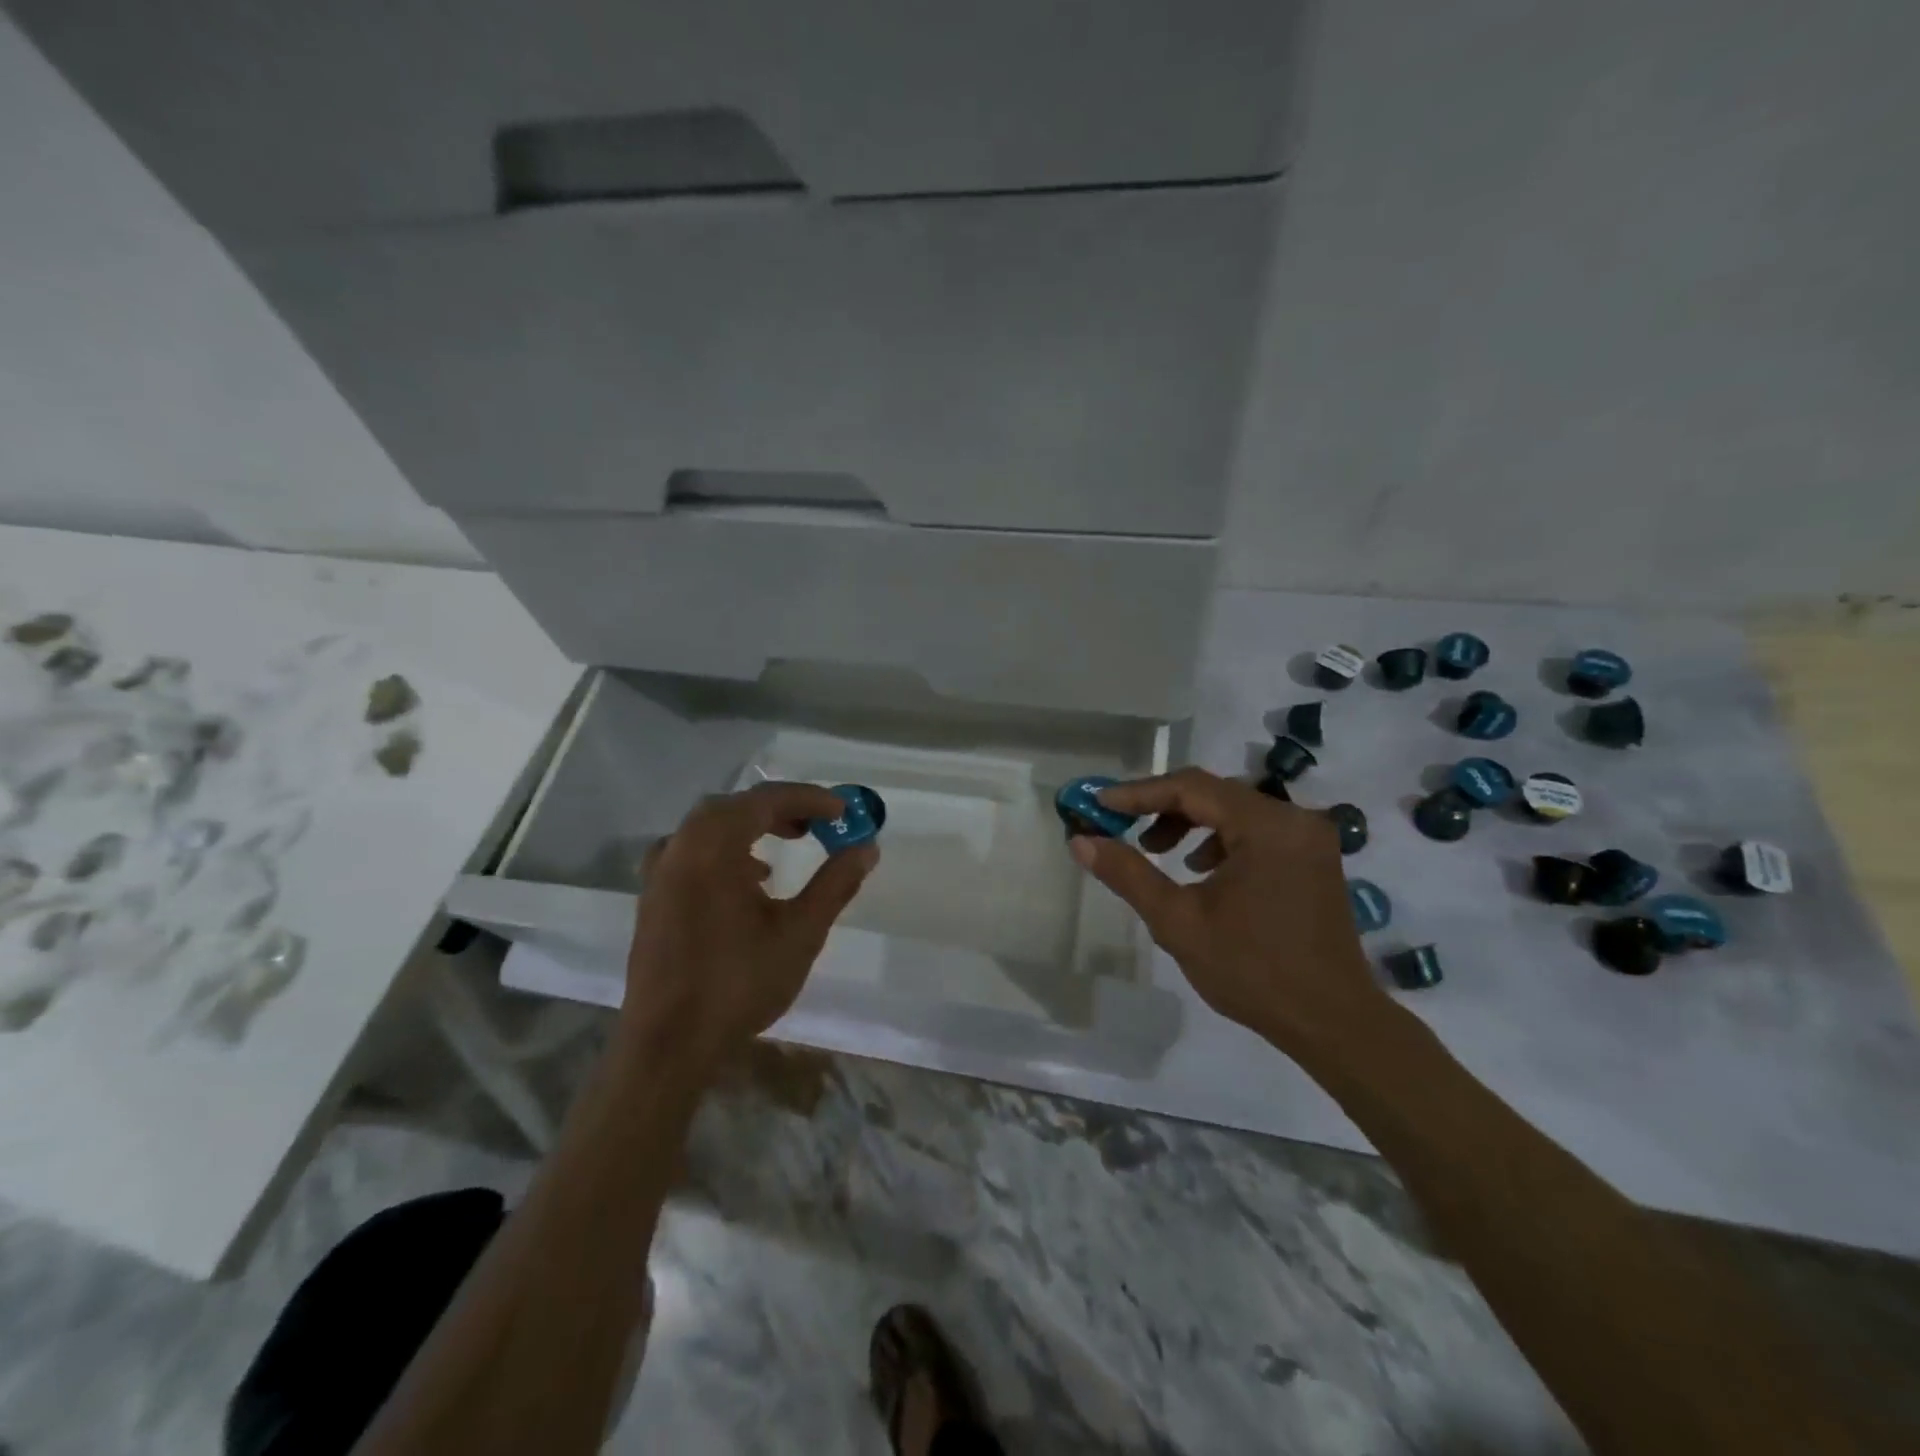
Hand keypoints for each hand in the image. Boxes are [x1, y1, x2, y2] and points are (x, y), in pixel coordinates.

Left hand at [621, 781, 877, 1074]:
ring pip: (710, 827)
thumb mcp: (800, 933)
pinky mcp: (653, 897)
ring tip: (787, 846)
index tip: (844, 811)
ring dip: (751, 826)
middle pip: (734, 807)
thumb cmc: (738, 984)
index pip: (765, 800)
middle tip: (818, 824)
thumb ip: (835, 884)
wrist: (668, 1044)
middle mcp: (680, 847)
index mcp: (712, 847)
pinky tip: (748, 881)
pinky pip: (692, 851)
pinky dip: (725, 849)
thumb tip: (867, 849)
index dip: (810, 799)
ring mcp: (660, 873)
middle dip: (780, 808)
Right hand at [1068, 768, 1389, 1058]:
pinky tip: (1200, 870)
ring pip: (1234, 810)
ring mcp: (1309, 838)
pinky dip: (1220, 840)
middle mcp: (1294, 818)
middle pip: (1213, 792)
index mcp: (1266, 826)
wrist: (1333, 1023)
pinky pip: (1256, 830)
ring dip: (1190, 823)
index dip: (1138, 793)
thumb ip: (1128, 873)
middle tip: (1119, 825)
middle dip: (1161, 807)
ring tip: (1156, 850)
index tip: (1098, 803)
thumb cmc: (1252, 971)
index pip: (1190, 787)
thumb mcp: (1178, 921)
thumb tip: (1081, 841)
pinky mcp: (1313, 858)